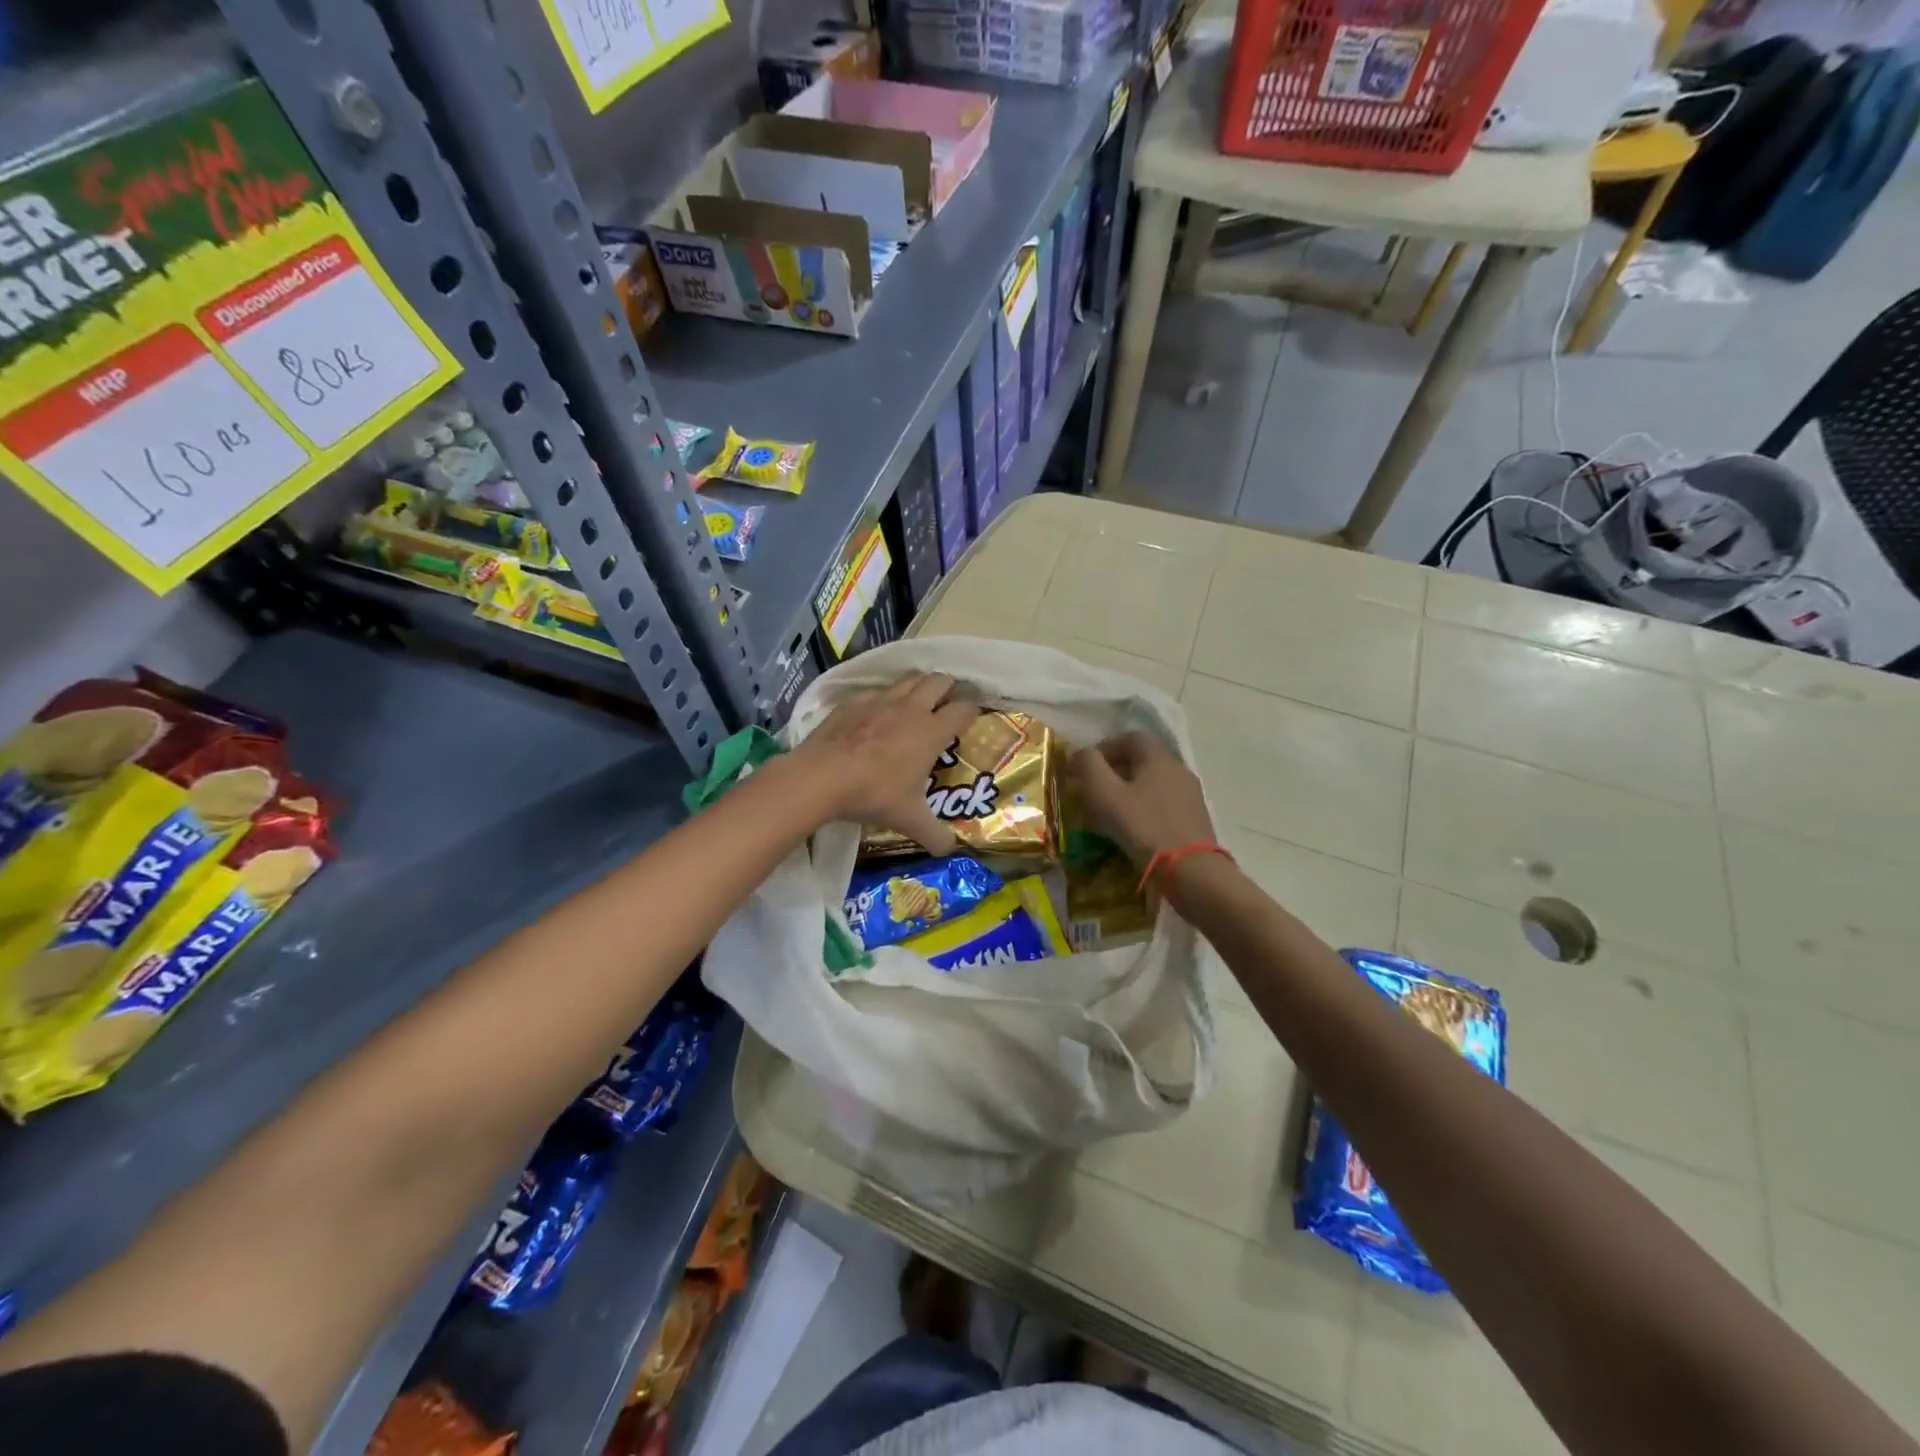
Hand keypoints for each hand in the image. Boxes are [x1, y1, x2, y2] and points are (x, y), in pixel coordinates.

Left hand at [793, 673, 978, 852]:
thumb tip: (949, 851)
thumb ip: (934, 835)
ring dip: (917, 686)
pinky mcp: (853, 702)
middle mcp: (910, 708)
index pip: (963, 709)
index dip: (972, 710)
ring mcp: (880, 701)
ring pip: (908, 680)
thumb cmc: (874, 794)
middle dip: (948, 687)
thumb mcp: (909, 820)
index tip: (973, 716)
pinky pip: (876, 692)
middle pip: (938, 681)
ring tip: (917, 701)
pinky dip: (883, 699)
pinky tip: (876, 713)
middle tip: (947, 702)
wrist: (821, 776)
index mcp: (931, 731)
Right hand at [1071, 731, 1214, 866]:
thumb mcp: (1105, 794)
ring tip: (1112, 814)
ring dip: (1131, 792)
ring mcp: (1191, 795)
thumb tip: (1081, 753)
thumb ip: (1089, 766)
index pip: (1130, 737)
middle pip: (1143, 760)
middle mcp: (1179, 769)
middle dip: (1116, 771)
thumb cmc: (1143, 827)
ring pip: (1154, 783)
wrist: (1192, 871)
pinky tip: (1136, 830)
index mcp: (1158, 757)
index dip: (1105, 748)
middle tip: (1095, 791)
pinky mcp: (1196, 819)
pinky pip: (1164, 804)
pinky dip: (1146, 809)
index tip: (1087, 768)